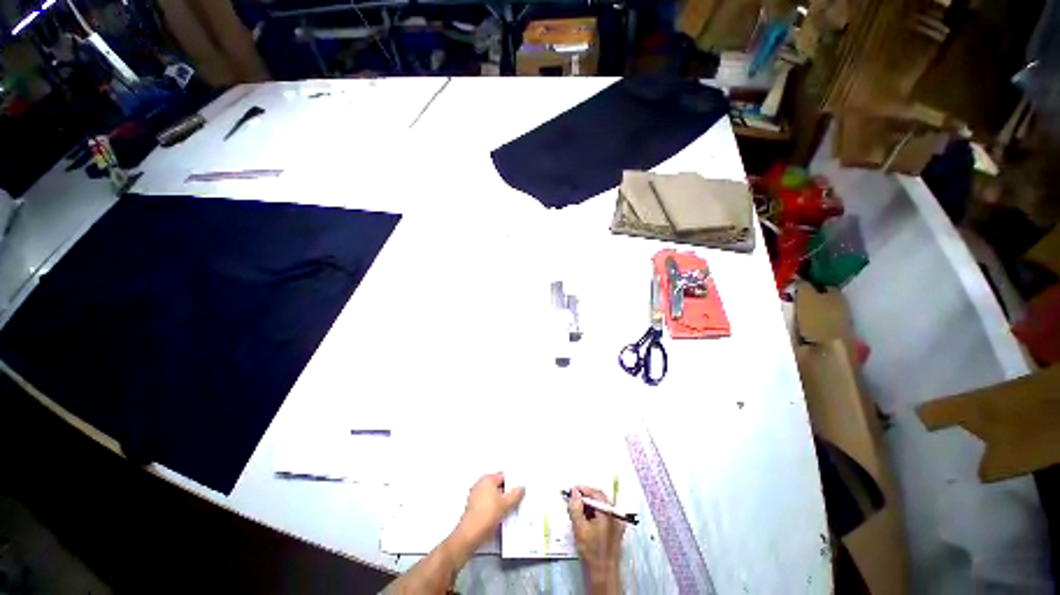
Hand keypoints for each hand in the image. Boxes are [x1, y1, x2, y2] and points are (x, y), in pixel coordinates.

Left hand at [452, 472, 524, 549]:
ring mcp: (476, 497)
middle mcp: (480, 485)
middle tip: (518, 499)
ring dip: (502, 502)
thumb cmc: (486, 516)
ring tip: (512, 509)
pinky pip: (489, 504)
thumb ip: (516, 494)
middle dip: (508, 493)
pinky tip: (502, 517)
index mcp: (487, 479)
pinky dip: (496, 508)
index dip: (514, 482)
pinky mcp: (475, 508)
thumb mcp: (506, 504)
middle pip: (499, 486)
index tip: (521, 488)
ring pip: (494, 496)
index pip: (504, 476)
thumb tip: (521, 488)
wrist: (470, 535)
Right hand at [567, 486, 624, 592]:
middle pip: (600, 497)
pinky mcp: (617, 528)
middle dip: (586, 496)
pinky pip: (606, 513)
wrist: (603, 573)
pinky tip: (587, 518)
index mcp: (608, 512)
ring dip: (590, 504)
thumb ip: (575, 507)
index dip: (583, 490)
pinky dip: (596, 512)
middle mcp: (615, 514)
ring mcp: (618, 521)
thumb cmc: (591, 551)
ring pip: (602, 505)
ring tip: (578, 509)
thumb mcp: (579, 528)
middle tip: (574, 499)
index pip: (595, 493)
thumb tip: (574, 491)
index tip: (572, 491)